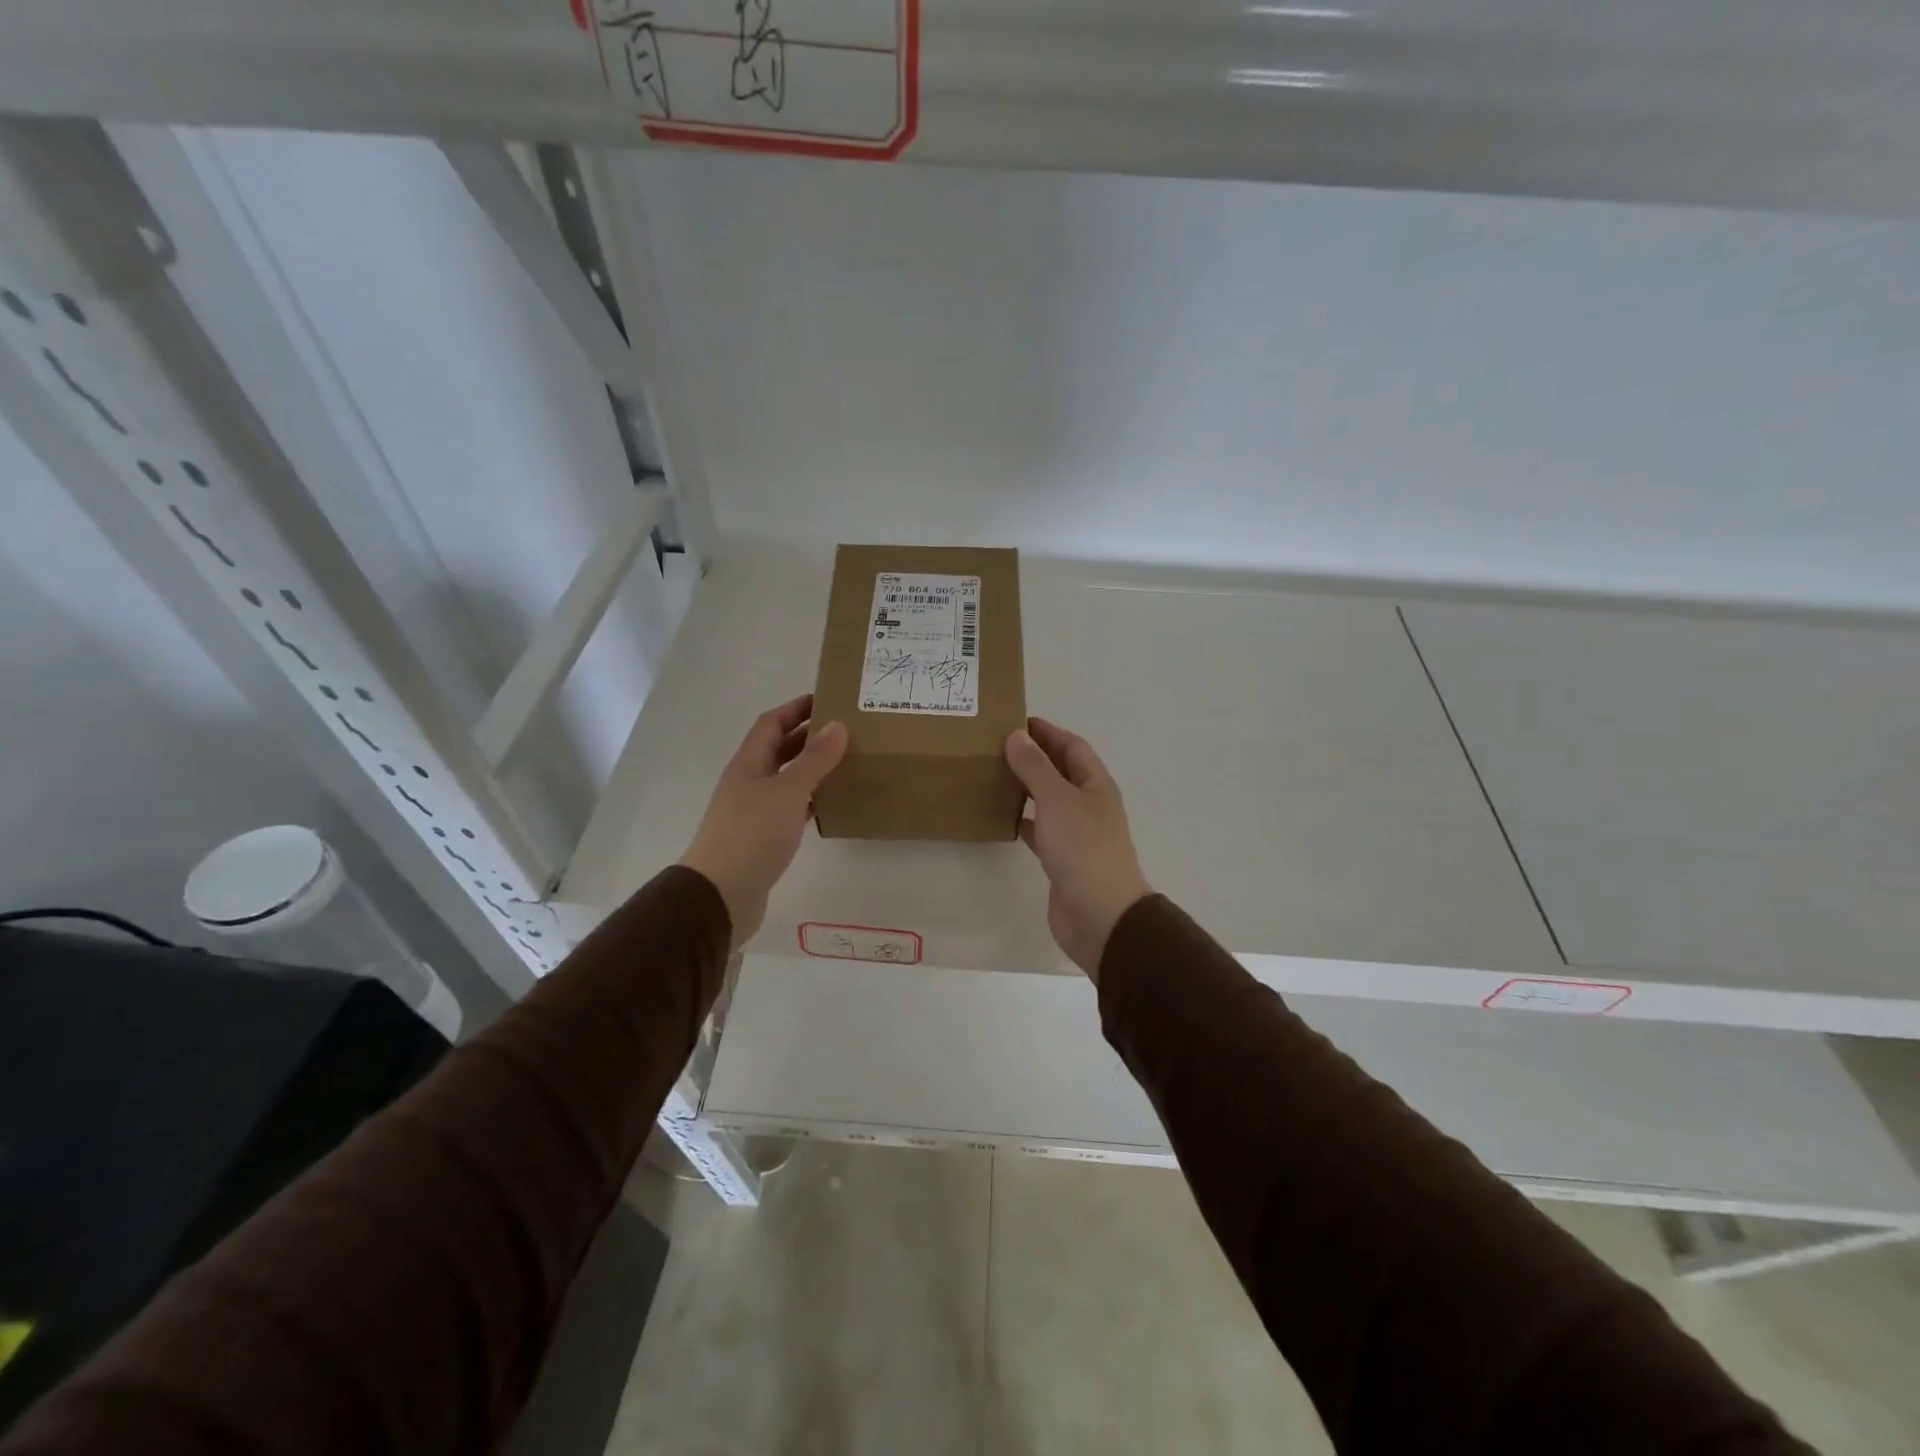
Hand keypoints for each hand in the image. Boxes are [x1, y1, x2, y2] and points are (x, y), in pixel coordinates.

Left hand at [681, 696, 847, 947]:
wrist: (721, 894)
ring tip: (845, 762)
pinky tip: (830, 804)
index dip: (796, 708)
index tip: (827, 699)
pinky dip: (809, 800)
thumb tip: (837, 724)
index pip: (772, 723)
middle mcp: (748, 782)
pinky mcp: (762, 838)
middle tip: (845, 730)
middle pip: (778, 749)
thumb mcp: (788, 792)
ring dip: (810, 768)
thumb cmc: (752, 835)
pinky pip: (790, 808)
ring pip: (786, 779)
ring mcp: (753, 811)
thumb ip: (814, 760)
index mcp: (749, 764)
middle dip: (807, 736)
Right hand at [1004, 717, 1152, 979]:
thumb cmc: (1082, 849)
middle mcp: (1088, 805)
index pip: (1073, 746)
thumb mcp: (1057, 799)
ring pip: (1048, 800)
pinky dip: (1023, 820)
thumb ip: (1035, 767)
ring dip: (1026, 787)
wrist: (1099, 915)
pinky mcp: (1062, 860)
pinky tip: (1001, 817)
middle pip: (1061, 771)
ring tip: (993, 775)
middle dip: (1034, 756)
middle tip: (996, 746)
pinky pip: (1040, 830)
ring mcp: (1077, 834)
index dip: (1048, 732)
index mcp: (1096, 785)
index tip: (1016, 721)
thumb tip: (1016, 736)